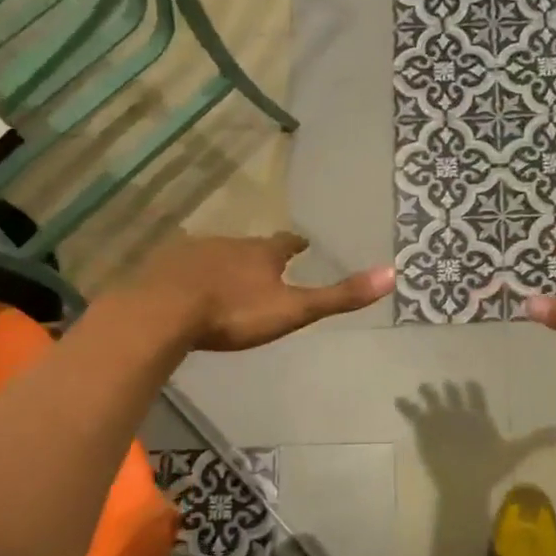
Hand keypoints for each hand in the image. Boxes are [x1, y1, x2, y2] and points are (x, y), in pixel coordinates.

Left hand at [131, 231, 393, 351]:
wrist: (164, 312)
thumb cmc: (234, 312)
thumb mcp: (293, 309)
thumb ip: (338, 296)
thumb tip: (392, 274)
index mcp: (261, 253)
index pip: (284, 243)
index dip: (294, 244)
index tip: (302, 243)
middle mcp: (228, 244)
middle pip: (248, 246)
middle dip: (257, 254)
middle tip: (264, 263)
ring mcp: (192, 252)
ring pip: (215, 254)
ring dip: (225, 263)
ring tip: (228, 277)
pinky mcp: (162, 268)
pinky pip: (183, 267)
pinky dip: (192, 275)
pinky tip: (188, 289)